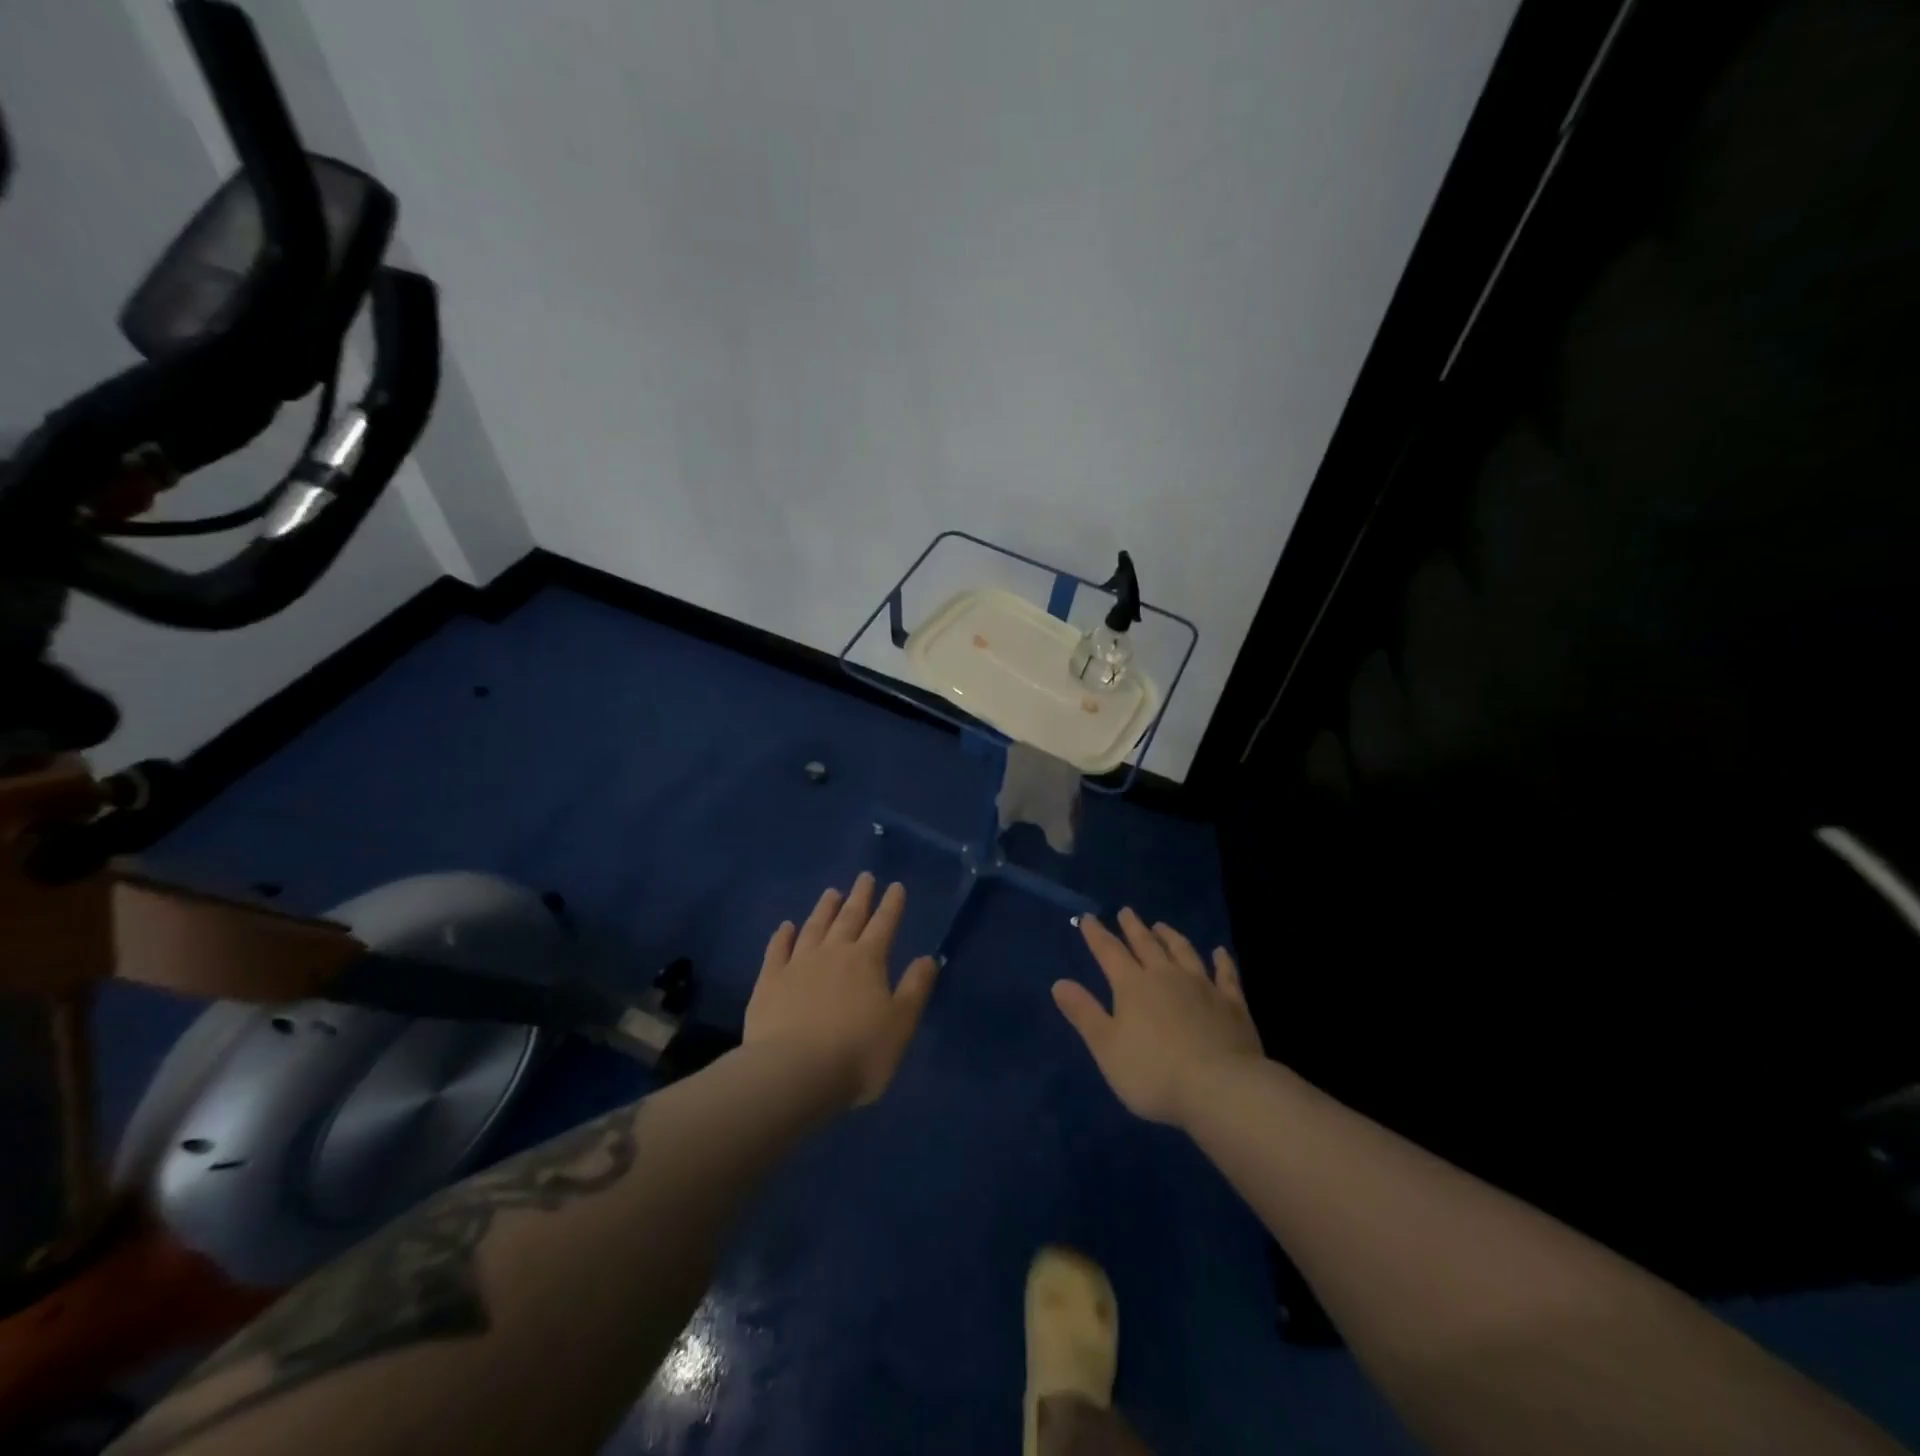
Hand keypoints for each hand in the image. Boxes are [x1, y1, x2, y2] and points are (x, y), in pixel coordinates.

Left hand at [745, 873, 939, 1107]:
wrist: (794, 1073)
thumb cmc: (858, 1052)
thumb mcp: (901, 1024)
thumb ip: (915, 988)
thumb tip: (928, 958)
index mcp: (868, 960)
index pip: (884, 924)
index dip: (892, 905)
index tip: (895, 886)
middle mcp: (833, 953)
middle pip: (849, 918)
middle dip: (860, 896)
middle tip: (864, 877)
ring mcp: (798, 964)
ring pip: (814, 927)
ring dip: (824, 909)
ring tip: (831, 892)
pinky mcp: (769, 982)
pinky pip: (777, 950)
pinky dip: (782, 936)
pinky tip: (785, 927)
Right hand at [1052, 908, 1262, 1127]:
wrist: (1220, 1088)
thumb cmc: (1153, 1072)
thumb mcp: (1106, 1047)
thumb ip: (1084, 1013)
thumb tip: (1059, 983)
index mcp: (1133, 986)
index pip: (1109, 952)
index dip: (1096, 934)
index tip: (1088, 918)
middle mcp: (1166, 976)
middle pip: (1147, 945)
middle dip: (1134, 928)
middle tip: (1126, 911)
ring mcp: (1203, 987)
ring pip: (1184, 952)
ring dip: (1171, 937)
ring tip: (1162, 925)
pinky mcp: (1232, 1004)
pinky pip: (1226, 975)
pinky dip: (1222, 961)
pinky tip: (1219, 952)